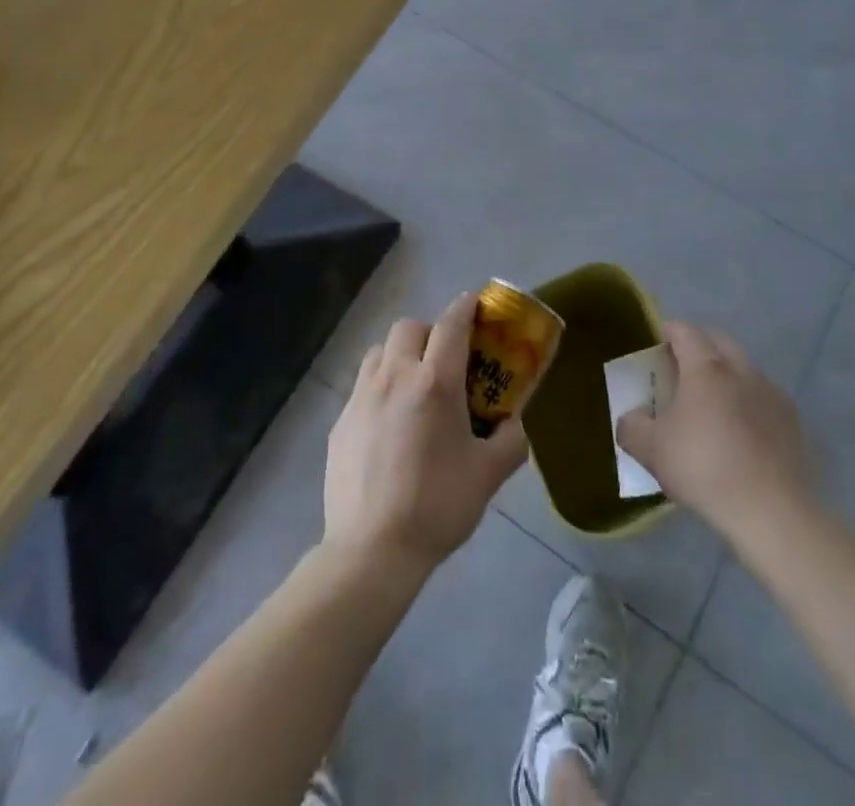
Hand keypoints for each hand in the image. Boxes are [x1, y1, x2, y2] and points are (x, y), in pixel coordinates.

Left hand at [324, 293, 529, 576]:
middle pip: (410, 327)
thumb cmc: (437, 506)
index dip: (466, 307)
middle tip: (445, 361)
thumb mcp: (489, 475)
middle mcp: (396, 377)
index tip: (475, 304)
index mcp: (435, 382)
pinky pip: (362, 385)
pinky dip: (379, 387)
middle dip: (431, 332)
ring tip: (413, 386)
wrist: (372, 550)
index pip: (452, 324)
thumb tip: (513, 424)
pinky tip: (388, 423)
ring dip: (400, 354)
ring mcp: (362, 397)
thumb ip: (510, 441)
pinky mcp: (341, 421)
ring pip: (380, 350)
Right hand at [617, 320, 813, 540]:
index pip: (685, 332)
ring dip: (728, 374)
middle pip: (719, 342)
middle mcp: (742, 371)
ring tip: (713, 402)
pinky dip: (750, 403)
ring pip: (745, 369)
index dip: (670, 331)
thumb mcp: (652, 451)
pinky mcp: (793, 421)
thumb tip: (632, 418)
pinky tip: (742, 432)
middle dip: (700, 346)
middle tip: (683, 367)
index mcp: (707, 368)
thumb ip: (632, 428)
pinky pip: (765, 398)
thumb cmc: (704, 468)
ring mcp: (772, 394)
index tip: (659, 341)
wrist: (771, 510)